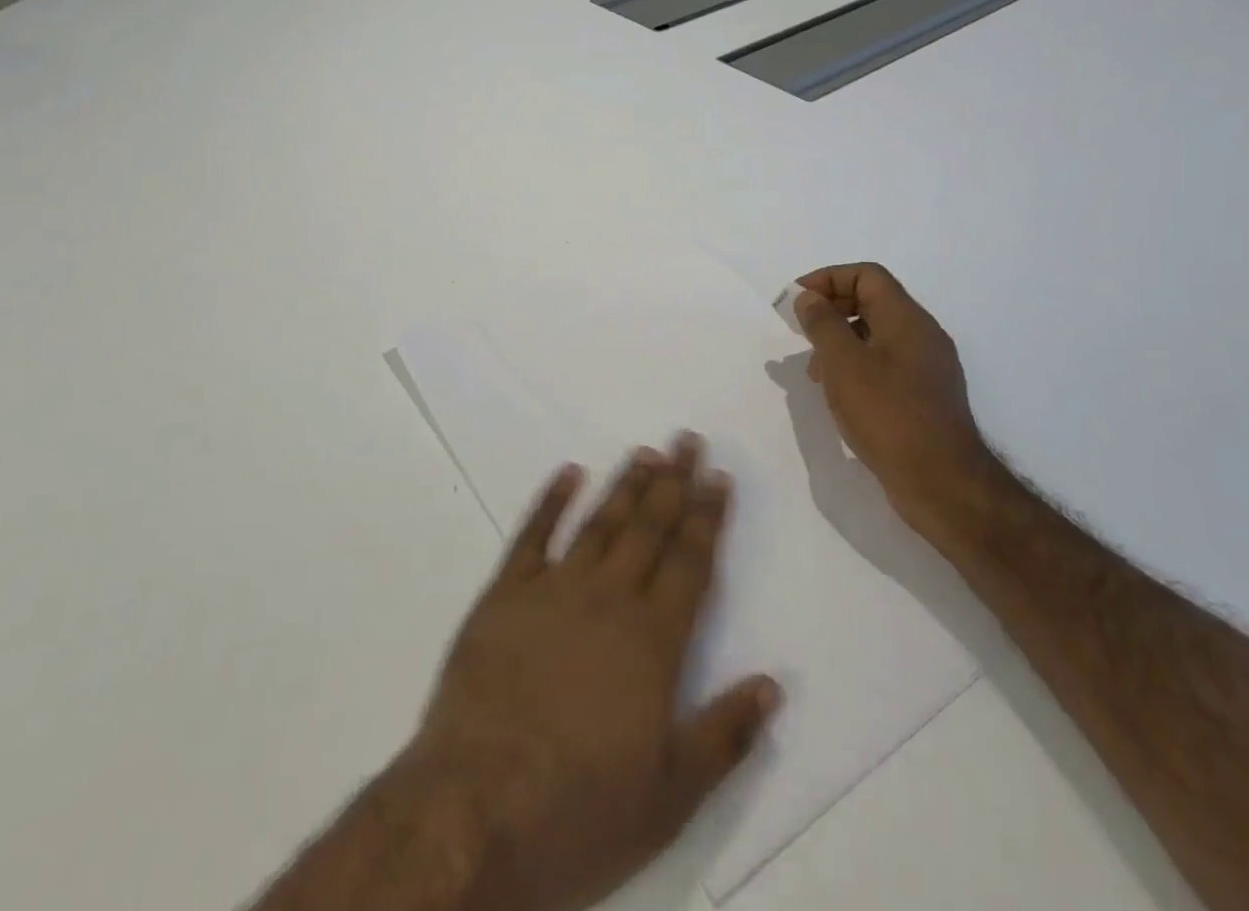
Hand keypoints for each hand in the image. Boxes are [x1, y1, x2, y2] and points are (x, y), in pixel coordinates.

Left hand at [410, 435, 779, 910]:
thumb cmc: (580, 809)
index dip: (707, 516)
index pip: (690, 563)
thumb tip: (773, 683)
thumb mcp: (670, 795)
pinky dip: (551, 501)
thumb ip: (725, 735)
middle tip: (687, 439)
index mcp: (652, 641)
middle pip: (649, 528)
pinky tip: (568, 473)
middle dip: (673, 482)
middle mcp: (608, 600)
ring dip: (624, 485)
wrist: (475, 809)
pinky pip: (532, 536)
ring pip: (599, 523)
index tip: (718, 475)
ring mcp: (552, 591)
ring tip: (645, 451)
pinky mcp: (504, 596)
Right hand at [792, 263, 993, 536]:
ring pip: (876, 335)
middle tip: (799, 331)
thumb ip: (822, 324)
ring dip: (840, 341)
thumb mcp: (844, 364)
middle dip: (830, 309)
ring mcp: (926, 368)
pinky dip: (856, 367)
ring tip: (813, 371)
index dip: (827, 279)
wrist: (942, 483)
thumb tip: (809, 298)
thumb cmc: (888, 415)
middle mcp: (922, 335)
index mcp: (907, 319)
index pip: (866, 275)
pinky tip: (839, 394)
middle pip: (872, 301)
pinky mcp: (924, 397)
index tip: (796, 301)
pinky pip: (884, 364)